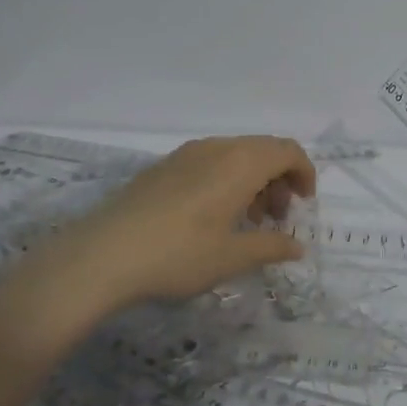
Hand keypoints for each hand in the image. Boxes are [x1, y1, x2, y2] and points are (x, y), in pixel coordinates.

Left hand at [47, 136, 316, 310]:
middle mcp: (217, 148)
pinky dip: (226, 180)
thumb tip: (297, 246)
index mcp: (241, 162)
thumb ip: (270, 247)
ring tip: (246, 222)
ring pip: (236, 155)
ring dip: (253, 181)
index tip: (303, 205)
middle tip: (275, 219)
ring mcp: (187, 153)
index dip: (304, 173)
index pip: (288, 150)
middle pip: (263, 149)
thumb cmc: (178, 255)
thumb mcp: (231, 257)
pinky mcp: (164, 166)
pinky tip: (212, 217)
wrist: (102, 255)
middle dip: (279, 179)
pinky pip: (210, 161)